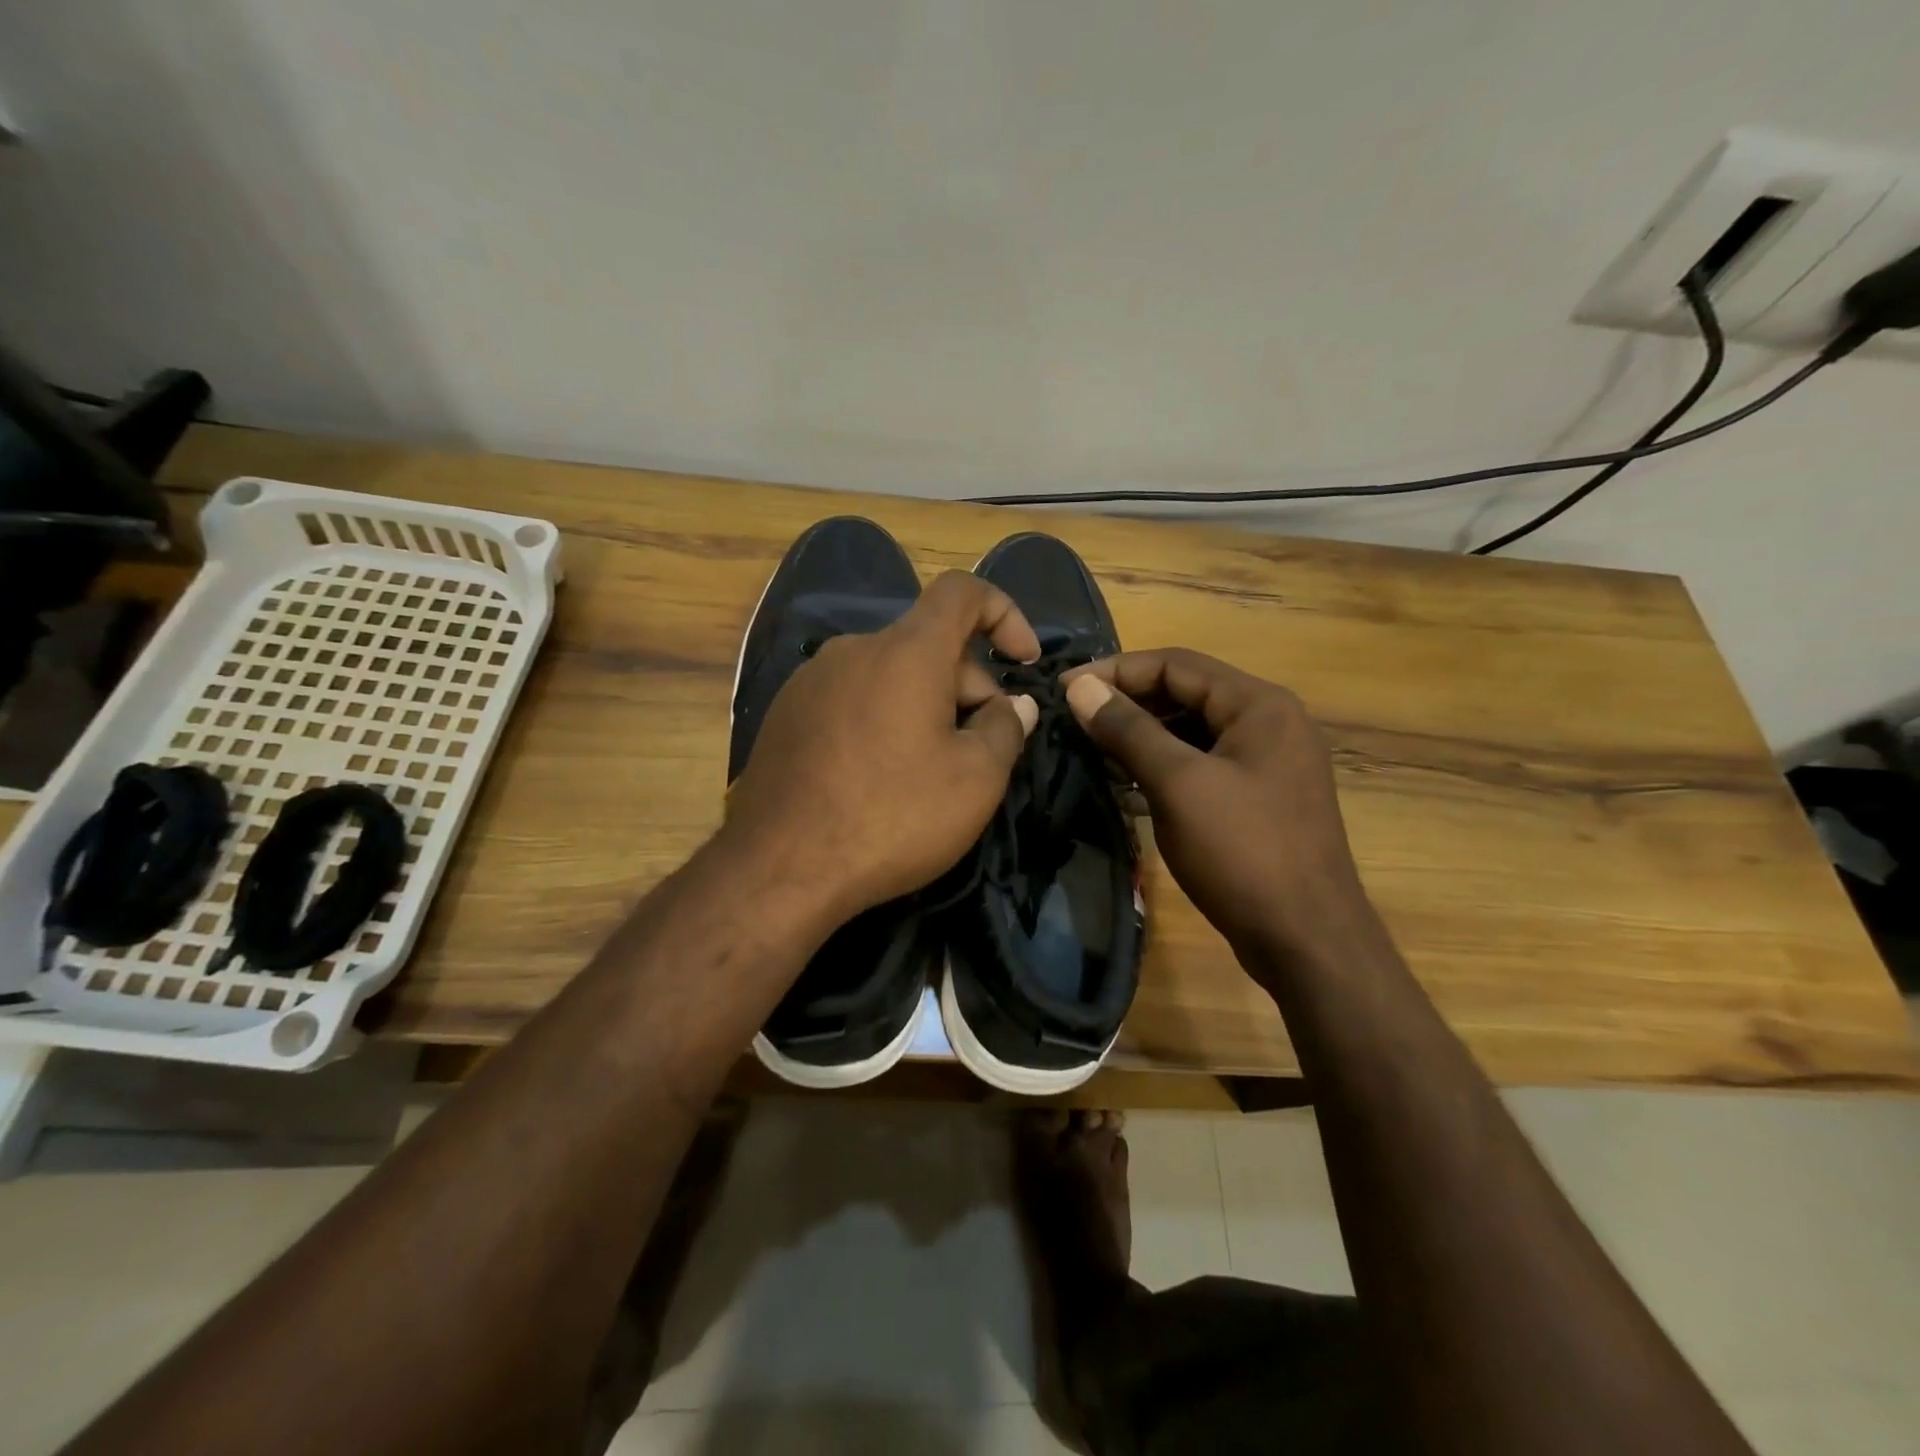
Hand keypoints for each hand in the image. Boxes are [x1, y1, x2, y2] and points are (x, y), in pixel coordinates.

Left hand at [722, 570, 1041, 922]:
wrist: (780, 867)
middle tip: (983, 749)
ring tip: (931, 770)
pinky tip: (880, 777)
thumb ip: (1006, 728)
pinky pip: (853, 698)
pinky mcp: (787, 714)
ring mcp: (812, 680)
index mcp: (906, 652)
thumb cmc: (892, 817)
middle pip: (927, 644)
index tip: (1023, 661)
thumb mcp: (975, 780)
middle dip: (968, 685)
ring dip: (925, 705)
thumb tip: (1013, 705)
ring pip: (890, 674)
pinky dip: (883, 719)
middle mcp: (854, 649)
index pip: (962, 591)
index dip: (1004, 612)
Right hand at [1063, 649, 1372, 959]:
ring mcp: (1267, 762)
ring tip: (1093, 751)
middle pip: (1186, 693)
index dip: (1115, 671)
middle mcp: (1269, 722)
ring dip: (1142, 736)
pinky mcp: (1259, 797)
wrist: (1307, 940)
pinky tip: (1127, 786)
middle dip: (1128, 703)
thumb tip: (1079, 686)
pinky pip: (1203, 764)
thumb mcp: (1178, 784)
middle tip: (1075, 721)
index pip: (1175, 664)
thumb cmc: (1243, 852)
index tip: (1064, 688)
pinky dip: (1164, 767)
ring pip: (1192, 731)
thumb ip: (1127, 729)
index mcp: (1259, 704)